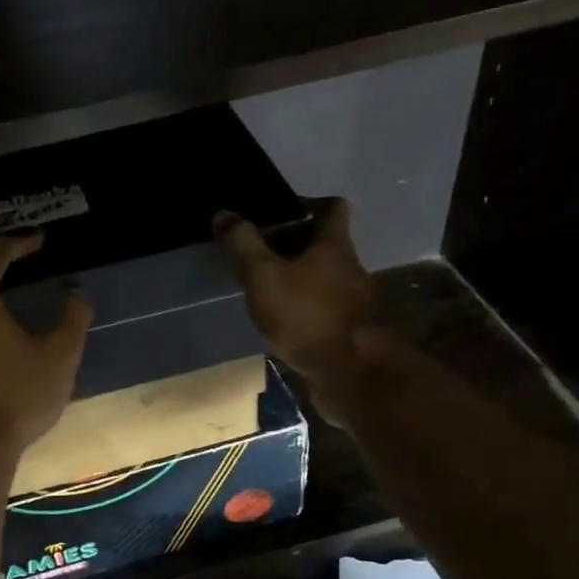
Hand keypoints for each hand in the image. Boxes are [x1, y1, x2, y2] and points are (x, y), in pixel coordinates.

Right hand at [214, 198, 377, 393]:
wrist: (350, 375)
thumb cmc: (306, 315)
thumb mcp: (264, 276)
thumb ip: (243, 244)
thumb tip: (223, 213)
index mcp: (334, 245)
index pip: (332, 207)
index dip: (309, 203)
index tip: (281, 212)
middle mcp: (351, 268)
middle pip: (325, 244)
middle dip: (295, 245)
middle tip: (260, 252)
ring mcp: (354, 302)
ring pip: (325, 278)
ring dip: (300, 278)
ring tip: (266, 288)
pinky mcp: (350, 331)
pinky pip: (325, 308)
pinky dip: (305, 308)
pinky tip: (283, 321)